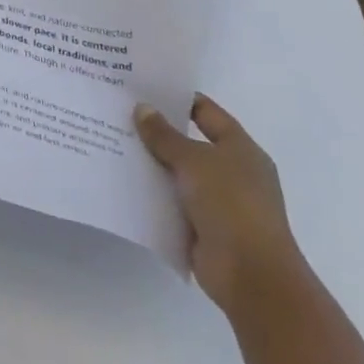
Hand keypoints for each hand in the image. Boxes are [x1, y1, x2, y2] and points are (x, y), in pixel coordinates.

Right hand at [135, 94, 307, 318]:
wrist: (251, 276)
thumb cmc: (230, 205)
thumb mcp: (194, 161)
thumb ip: (165, 135)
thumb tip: (142, 108)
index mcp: (240, 149)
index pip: (205, 111)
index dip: (176, 97)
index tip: (141, 87)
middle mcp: (233, 171)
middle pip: (189, 141)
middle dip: (156, 130)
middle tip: (118, 112)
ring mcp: (219, 201)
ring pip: (178, 172)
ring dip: (151, 162)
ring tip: (111, 142)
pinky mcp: (204, 226)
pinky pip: (172, 200)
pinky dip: (153, 192)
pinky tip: (122, 180)